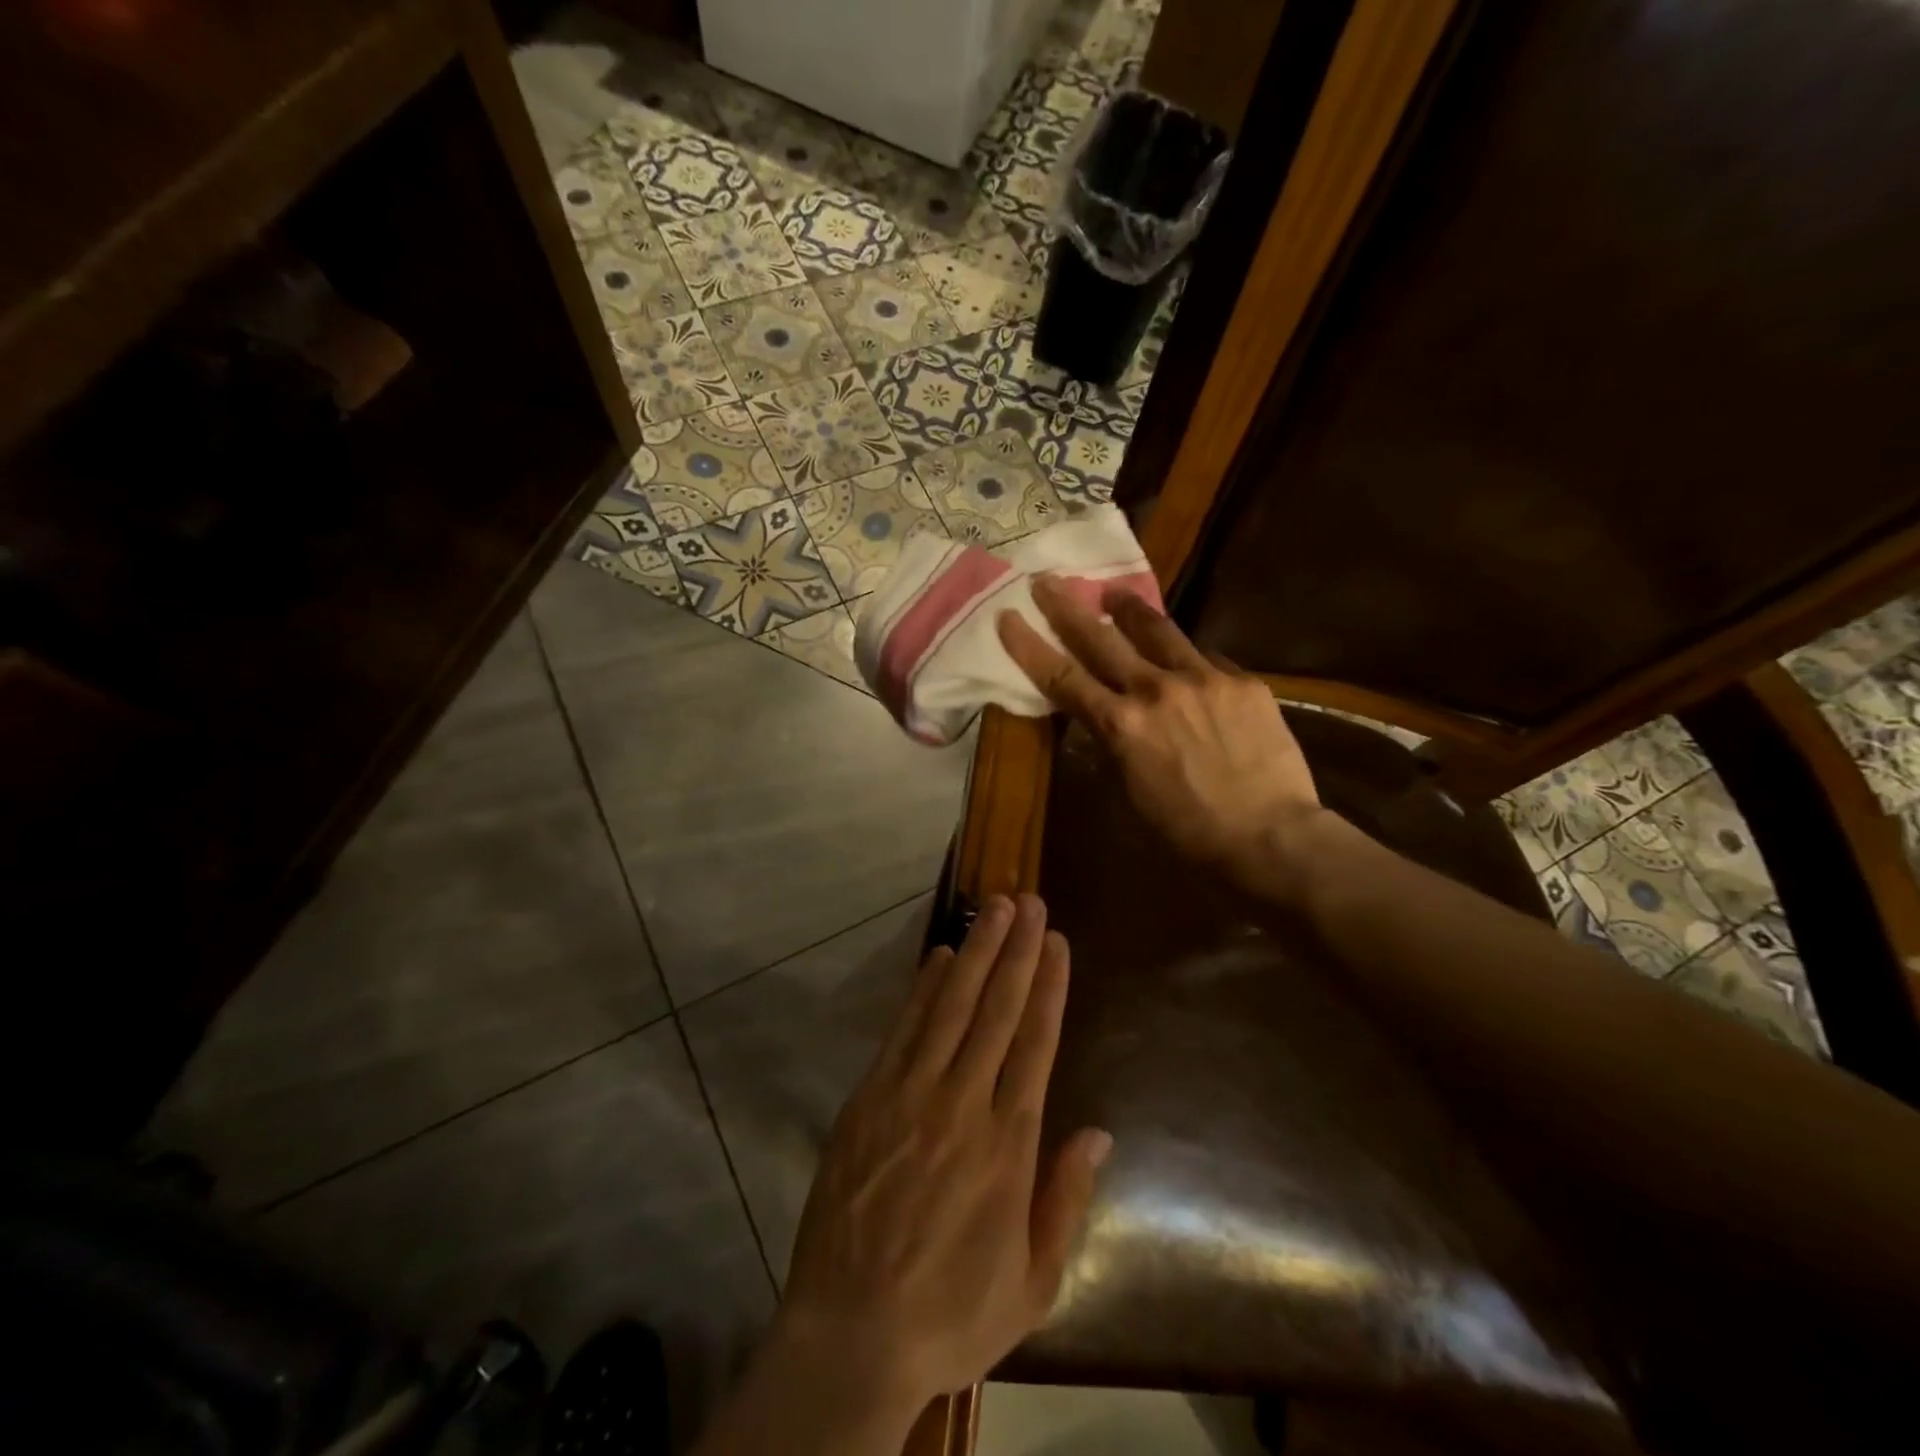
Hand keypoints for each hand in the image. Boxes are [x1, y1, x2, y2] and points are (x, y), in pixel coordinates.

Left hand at [777, 895, 1110, 1412]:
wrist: (849, 1337)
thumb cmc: (951, 1314)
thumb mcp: (1032, 1282)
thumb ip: (1066, 1199)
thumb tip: (1099, 1132)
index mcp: (1007, 1145)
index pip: (1034, 1044)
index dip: (1047, 987)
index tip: (1056, 942)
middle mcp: (961, 1105)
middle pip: (994, 1011)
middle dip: (1015, 951)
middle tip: (1027, 900)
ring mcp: (908, 1095)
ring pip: (949, 1007)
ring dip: (974, 953)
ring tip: (991, 909)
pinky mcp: (868, 1098)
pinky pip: (902, 1030)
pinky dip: (922, 989)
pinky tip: (939, 957)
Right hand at [998, 575, 1323, 888]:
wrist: (1271, 838)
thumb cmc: (1189, 833)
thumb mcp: (1132, 794)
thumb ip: (1114, 747)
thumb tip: (1104, 722)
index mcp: (1121, 725)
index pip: (1062, 677)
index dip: (1029, 646)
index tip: (1007, 616)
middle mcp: (1155, 690)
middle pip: (1100, 639)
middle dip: (1067, 607)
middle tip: (1047, 581)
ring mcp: (1203, 679)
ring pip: (1157, 630)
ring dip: (1128, 610)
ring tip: (1114, 594)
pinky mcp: (1243, 682)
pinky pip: (1207, 659)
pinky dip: (1187, 659)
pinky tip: (1188, 665)